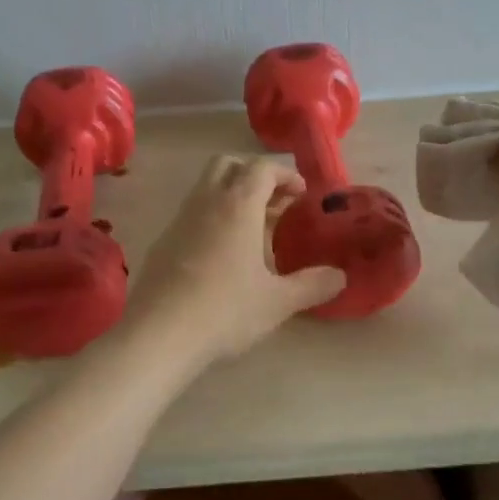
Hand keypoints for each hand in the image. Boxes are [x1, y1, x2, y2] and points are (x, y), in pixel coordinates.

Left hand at [124, 156, 346, 365]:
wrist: (158, 335)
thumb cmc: (225, 310)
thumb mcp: (277, 302)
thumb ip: (312, 285)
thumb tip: (340, 277)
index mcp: (238, 205)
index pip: (262, 168)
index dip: (285, 175)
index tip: (301, 194)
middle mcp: (206, 202)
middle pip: (228, 165)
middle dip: (254, 174)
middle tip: (275, 202)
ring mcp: (179, 220)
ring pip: (206, 188)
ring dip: (231, 195)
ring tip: (253, 230)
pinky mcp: (162, 242)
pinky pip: (191, 214)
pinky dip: (212, 218)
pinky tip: (222, 255)